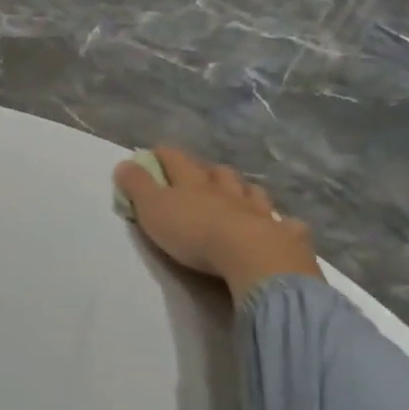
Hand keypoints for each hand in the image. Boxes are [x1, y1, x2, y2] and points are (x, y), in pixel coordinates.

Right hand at [113, 145, 322, 300]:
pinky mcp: (283, 235)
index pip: (176, 160)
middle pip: (218, 173)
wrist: (251, 257)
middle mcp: (227, 191)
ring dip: (244, 191)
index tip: (156, 151)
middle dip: (208, 171)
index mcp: (193, 183)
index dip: (164, 154)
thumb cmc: (193, 232)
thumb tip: (123, 163)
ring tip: (240, 194)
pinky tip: (282, 225)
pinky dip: (281, 222)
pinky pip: (285, 224)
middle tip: (202, 174)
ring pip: (251, 193)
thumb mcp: (153, 208)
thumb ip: (137, 186)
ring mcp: (259, 211)